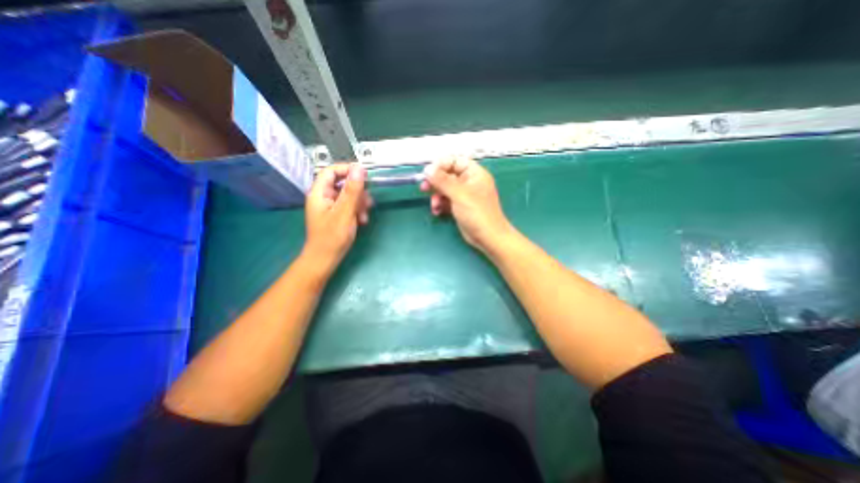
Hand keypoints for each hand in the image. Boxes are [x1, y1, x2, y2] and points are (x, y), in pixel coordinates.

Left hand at [301, 164, 369, 270]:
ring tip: (365, 215)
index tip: (365, 175)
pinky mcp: (336, 215)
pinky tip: (362, 221)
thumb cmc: (332, 237)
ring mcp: (330, 206)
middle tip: (368, 202)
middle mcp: (323, 197)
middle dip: (357, 192)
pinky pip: (349, 206)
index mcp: (319, 193)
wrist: (325, 260)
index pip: (331, 171)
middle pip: (342, 184)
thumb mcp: (345, 212)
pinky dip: (357, 211)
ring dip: (359, 203)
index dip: (347, 170)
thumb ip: (352, 190)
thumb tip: (359, 168)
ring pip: (348, 196)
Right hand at [421, 157, 512, 254]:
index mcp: (474, 173)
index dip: (441, 165)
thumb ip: (443, 180)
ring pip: (444, 189)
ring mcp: (464, 195)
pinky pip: (446, 200)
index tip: (428, 173)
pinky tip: (437, 212)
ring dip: (436, 196)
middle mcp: (468, 182)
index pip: (455, 161)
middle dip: (435, 182)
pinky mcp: (459, 206)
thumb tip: (427, 169)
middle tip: (424, 188)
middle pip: (447, 175)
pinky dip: (440, 204)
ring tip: (434, 205)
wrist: (487, 238)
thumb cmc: (477, 213)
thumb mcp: (459, 194)